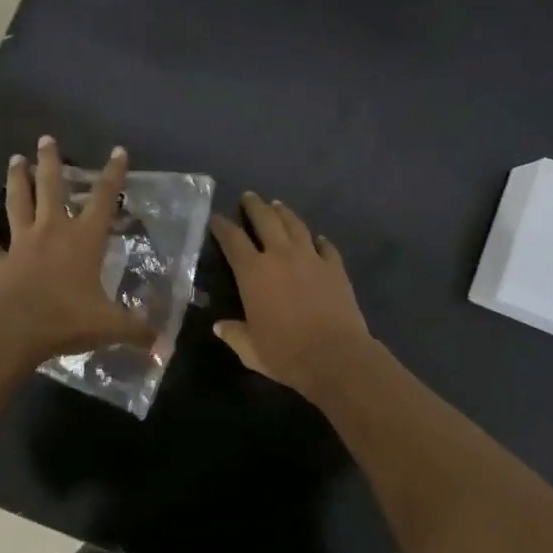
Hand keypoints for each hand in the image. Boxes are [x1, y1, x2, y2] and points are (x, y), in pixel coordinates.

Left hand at [0, 137, 155, 365]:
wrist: (14, 331)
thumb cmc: (66, 319)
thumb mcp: (110, 326)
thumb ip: (138, 331)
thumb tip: (166, 348)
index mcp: (83, 239)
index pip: (103, 199)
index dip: (113, 174)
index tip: (118, 151)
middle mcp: (52, 232)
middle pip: (51, 188)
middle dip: (50, 161)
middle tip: (46, 138)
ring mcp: (21, 245)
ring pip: (18, 204)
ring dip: (16, 180)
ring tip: (14, 159)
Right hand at [209, 191, 373, 397]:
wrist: (335, 355)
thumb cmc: (285, 353)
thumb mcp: (250, 349)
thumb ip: (234, 334)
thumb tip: (220, 326)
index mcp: (253, 273)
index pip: (233, 240)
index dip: (223, 226)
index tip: (216, 218)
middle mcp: (281, 256)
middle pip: (266, 220)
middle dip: (255, 206)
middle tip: (249, 196)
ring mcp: (311, 258)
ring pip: (296, 225)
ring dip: (284, 213)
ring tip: (277, 205)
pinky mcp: (335, 267)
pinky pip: (326, 246)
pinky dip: (318, 240)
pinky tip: (317, 238)